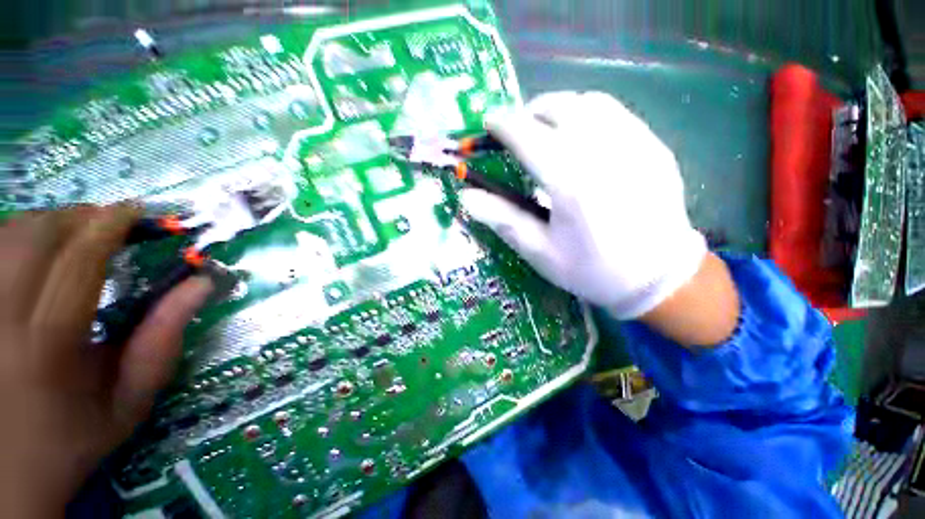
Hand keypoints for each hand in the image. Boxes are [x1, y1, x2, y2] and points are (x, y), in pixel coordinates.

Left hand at [0, 206, 212, 516]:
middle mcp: (1, 318)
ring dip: (49, 223)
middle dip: (78, 217)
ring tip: (77, 234)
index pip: (79, 259)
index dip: (109, 225)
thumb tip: (200, 284)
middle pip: (36, 235)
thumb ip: (164, 340)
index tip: (136, 212)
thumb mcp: (130, 399)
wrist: (8, 471)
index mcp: (48, 344)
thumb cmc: (74, 437)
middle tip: (109, 223)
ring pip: (9, 235)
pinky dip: (20, 237)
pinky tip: (39, 252)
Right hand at [461, 91, 707, 318]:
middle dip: (529, 112)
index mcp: (569, 182)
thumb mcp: (539, 251)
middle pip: (558, 107)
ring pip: (588, 102)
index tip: (489, 123)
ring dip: (558, 109)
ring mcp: (635, 143)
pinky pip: (614, 113)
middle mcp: (602, 151)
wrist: (656, 277)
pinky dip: (587, 114)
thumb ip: (502, 219)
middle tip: (517, 131)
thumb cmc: (591, 268)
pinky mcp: (653, 145)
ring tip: (546, 130)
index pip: (526, 135)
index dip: (502, 124)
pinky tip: (581, 138)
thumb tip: (466, 197)